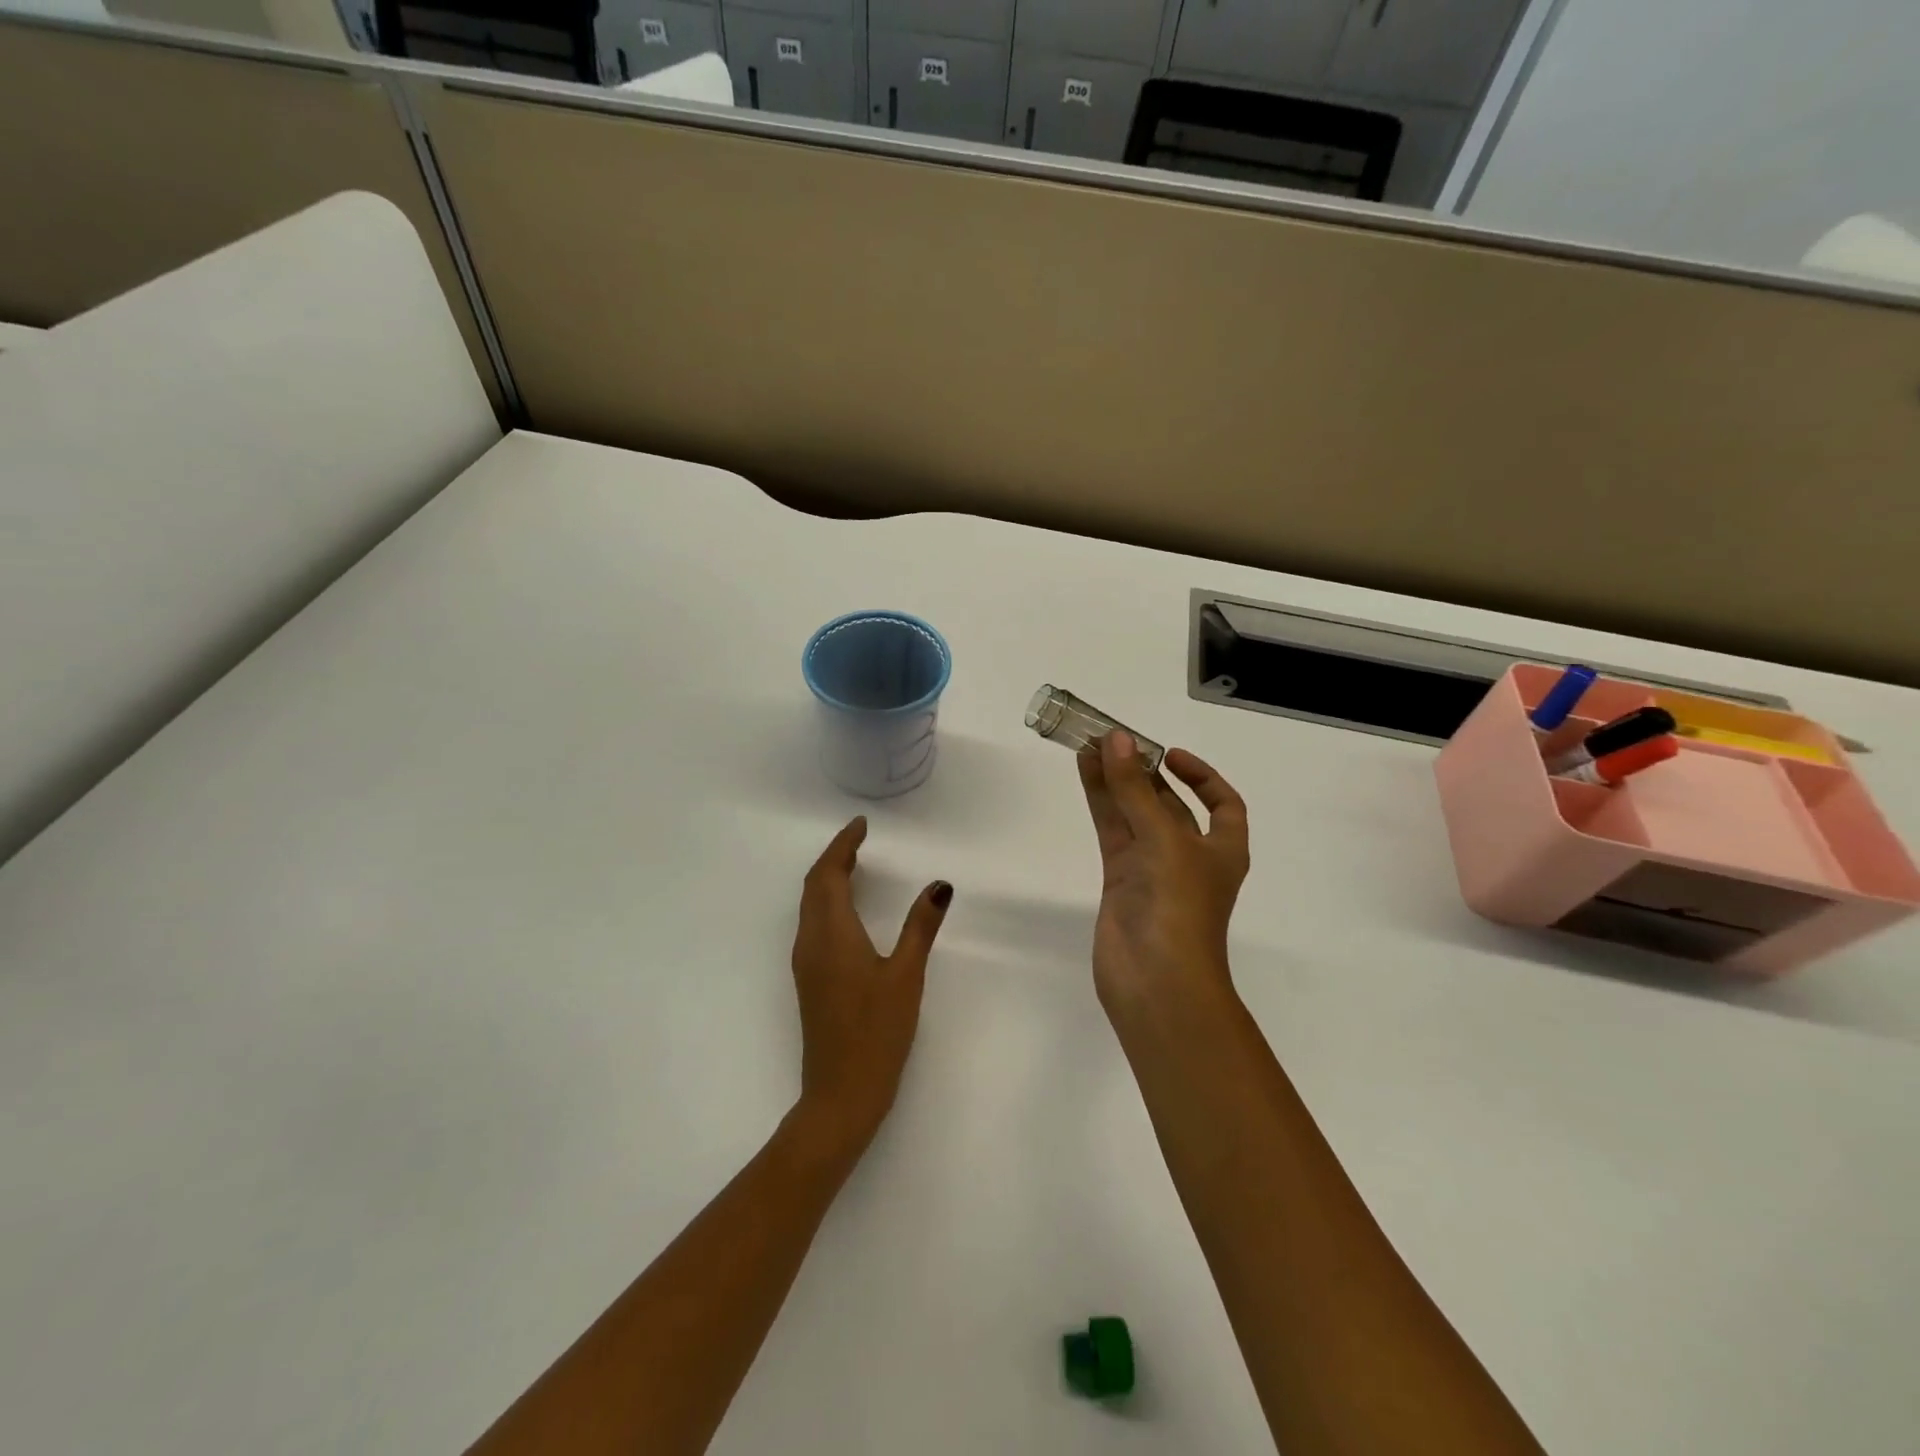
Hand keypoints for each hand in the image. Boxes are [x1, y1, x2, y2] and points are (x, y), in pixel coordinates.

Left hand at [790, 817, 952, 1156]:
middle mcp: (810, 942)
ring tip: (855, 865)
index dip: (843, 845)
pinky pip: (812, 923)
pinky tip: (849, 911)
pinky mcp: (809, 979)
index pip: (829, 874)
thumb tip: (939, 885)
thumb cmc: (876, 1033)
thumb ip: (921, 927)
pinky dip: (827, 901)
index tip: (861, 825)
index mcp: (832, 934)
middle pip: (814, 885)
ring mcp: (806, 962)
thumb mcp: (906, 976)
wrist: (840, 1094)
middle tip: (860, 839)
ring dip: (828, 878)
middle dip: (834, 857)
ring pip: (810, 905)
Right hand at [1077, 732, 1249, 1017]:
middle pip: (1168, 804)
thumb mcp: (1164, 840)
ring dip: (1116, 781)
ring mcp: (1152, 869)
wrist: (1155, 982)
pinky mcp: (1120, 880)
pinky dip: (1100, 801)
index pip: (1222, 804)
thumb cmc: (1179, 908)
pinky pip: (1112, 831)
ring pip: (1133, 813)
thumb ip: (1135, 789)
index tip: (1168, 755)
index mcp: (1222, 850)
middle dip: (1144, 772)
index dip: (1201, 776)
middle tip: (1113, 738)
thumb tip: (1117, 739)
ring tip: (1089, 745)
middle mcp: (1189, 856)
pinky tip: (1085, 773)